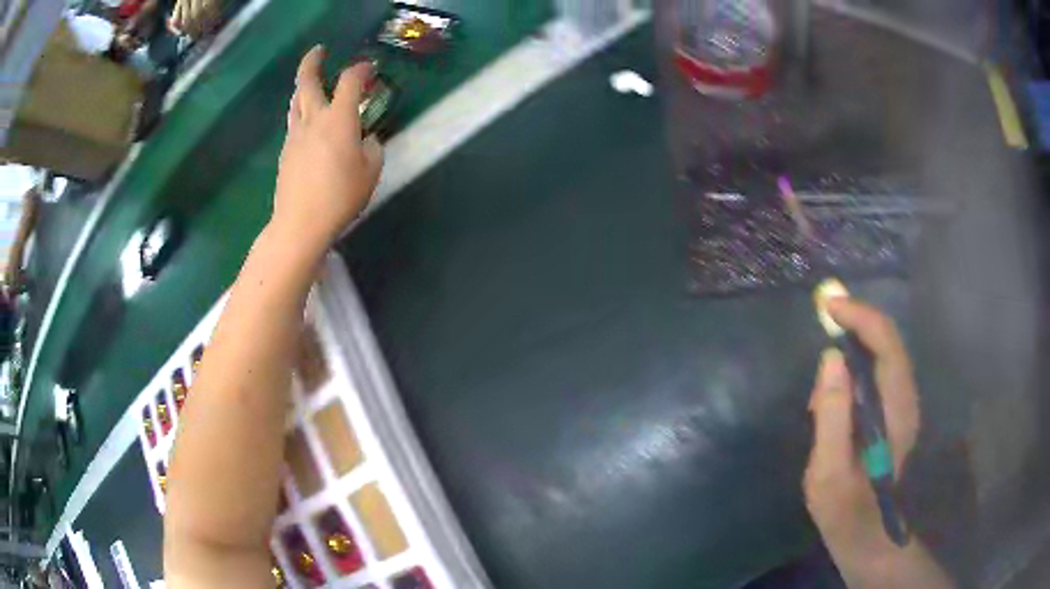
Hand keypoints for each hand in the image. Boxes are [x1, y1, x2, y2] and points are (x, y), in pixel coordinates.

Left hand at [272, 46, 382, 253]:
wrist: (300, 223)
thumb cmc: (340, 197)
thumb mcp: (370, 172)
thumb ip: (372, 149)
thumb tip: (365, 140)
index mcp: (338, 119)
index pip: (349, 81)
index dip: (360, 69)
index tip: (369, 68)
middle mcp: (313, 119)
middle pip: (307, 82)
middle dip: (313, 62)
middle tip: (319, 51)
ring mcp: (295, 135)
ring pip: (295, 101)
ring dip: (303, 85)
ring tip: (310, 82)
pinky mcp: (286, 152)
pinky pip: (293, 122)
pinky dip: (301, 111)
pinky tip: (309, 121)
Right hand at [804, 297, 919, 568]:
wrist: (868, 534)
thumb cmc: (845, 510)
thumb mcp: (828, 471)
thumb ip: (831, 415)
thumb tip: (831, 357)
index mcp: (895, 412)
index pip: (886, 344)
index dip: (859, 317)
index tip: (827, 307)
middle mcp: (906, 399)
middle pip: (889, 340)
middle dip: (857, 320)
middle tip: (823, 318)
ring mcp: (903, 404)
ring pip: (886, 351)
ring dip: (857, 340)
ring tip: (826, 358)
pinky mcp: (895, 410)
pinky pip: (880, 368)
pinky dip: (859, 359)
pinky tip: (837, 383)